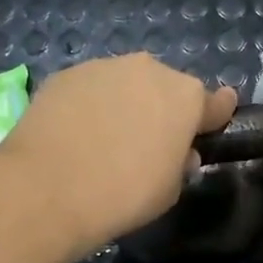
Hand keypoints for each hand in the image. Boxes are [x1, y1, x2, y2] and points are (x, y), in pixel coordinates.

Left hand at [0, 54, 238, 248]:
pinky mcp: (65, 75)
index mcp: (185, 96)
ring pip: (124, 84)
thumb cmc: (124, 195)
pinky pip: (88, 89)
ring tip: (104, 138)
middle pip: (164, 88)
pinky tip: (74, 134)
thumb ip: (180, 162)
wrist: (48, 189)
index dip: (214, 115)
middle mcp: (148, 70)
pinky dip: (87, 105)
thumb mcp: (170, 190)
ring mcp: (103, 67)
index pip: (214, 101)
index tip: (214, 121)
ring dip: (122, 103)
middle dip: (161, 108)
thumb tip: (176, 152)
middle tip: (146, 141)